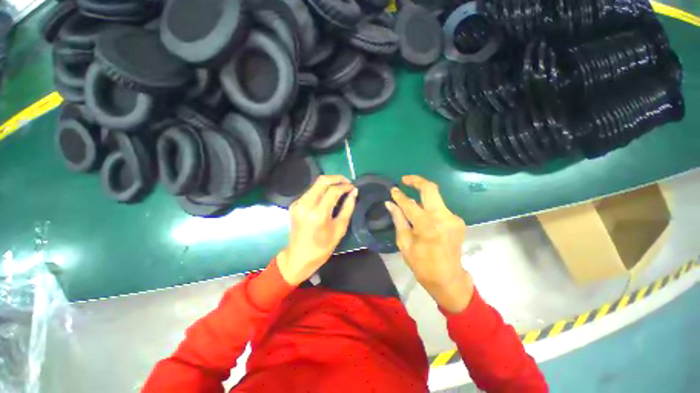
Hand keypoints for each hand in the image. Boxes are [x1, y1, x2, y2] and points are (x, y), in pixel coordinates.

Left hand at [277, 175, 357, 285]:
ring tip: (340, 188)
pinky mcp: (294, 205)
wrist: (299, 257)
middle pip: (321, 181)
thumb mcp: (340, 229)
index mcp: (318, 214)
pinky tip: (328, 196)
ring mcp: (298, 204)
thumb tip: (354, 192)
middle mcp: (305, 205)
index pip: (333, 191)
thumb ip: (347, 208)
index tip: (353, 187)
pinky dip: (321, 190)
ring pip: (315, 185)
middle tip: (347, 182)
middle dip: (336, 178)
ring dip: (329, 183)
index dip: (345, 186)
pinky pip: (310, 192)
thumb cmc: (323, 247)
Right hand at [385, 175, 473, 312]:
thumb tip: (390, 204)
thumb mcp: (404, 243)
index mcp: (427, 226)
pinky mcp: (457, 221)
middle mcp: (443, 218)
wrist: (449, 279)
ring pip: (436, 196)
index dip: (399, 196)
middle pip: (431, 189)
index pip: (410, 204)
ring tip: (410, 195)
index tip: (392, 190)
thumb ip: (398, 219)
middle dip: (417, 181)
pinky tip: (422, 211)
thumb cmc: (422, 265)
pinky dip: (429, 205)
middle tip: (404, 179)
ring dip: (423, 193)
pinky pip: (440, 207)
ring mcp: (453, 218)